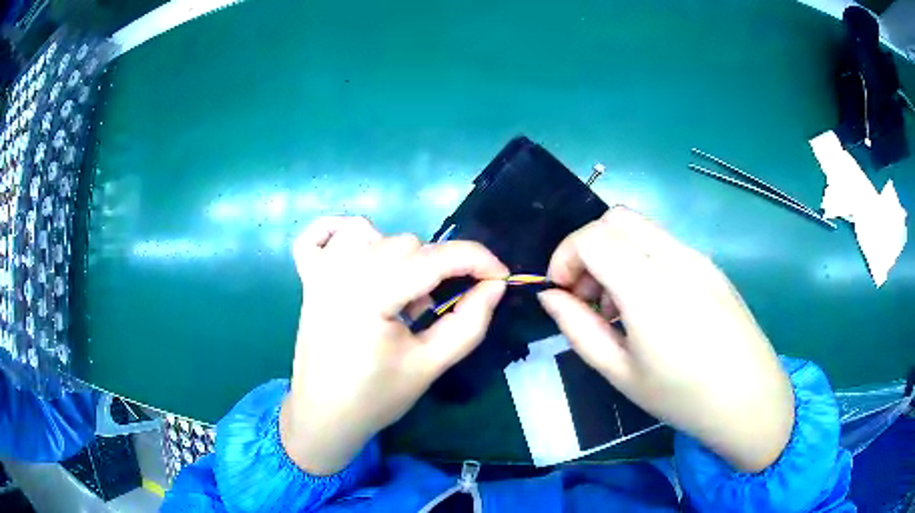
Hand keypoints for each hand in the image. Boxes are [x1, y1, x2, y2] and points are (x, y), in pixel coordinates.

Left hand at [280, 217, 507, 474]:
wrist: (325, 415)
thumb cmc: (376, 397)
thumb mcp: (430, 366)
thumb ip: (469, 323)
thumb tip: (494, 285)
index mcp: (371, 296)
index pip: (435, 259)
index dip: (477, 261)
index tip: (501, 277)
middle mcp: (341, 271)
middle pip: (406, 244)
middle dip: (435, 270)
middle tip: (433, 312)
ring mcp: (320, 270)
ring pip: (370, 232)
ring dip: (396, 254)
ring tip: (397, 294)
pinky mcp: (308, 277)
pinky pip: (319, 233)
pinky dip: (338, 231)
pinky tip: (355, 251)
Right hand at [538, 207, 793, 471]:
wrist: (750, 400)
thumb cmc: (682, 396)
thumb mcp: (620, 372)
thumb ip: (578, 329)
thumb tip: (550, 296)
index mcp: (650, 287)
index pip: (592, 237)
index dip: (564, 257)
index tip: (562, 292)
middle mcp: (675, 258)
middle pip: (616, 219)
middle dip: (588, 249)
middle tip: (589, 296)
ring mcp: (697, 257)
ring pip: (641, 228)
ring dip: (615, 254)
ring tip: (620, 308)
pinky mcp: (710, 265)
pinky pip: (664, 244)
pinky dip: (641, 260)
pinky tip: (651, 306)